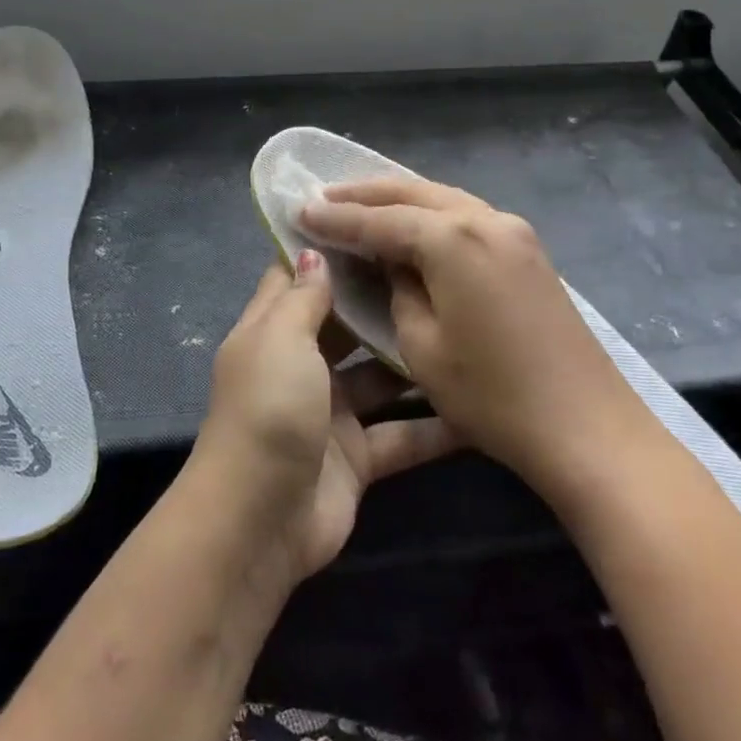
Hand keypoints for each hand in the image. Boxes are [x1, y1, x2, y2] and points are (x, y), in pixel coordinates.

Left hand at [196, 251, 457, 582]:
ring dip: (412, 360)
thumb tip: (313, 251)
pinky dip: (434, 426)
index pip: (296, 280)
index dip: (328, 252)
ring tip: (466, 326)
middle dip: (381, 301)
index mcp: (271, 332)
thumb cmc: (269, 410)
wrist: (261, 520)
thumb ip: (303, 298)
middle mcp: (300, 366)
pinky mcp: (358, 456)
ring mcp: (330, 413)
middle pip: (344, 325)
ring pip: (379, 378)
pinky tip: (479, 406)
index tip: (373, 220)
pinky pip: (401, 433)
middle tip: (437, 271)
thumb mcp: (280, 340)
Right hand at [301, 176, 635, 480]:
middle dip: (365, 194)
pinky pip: (466, 216)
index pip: (379, 221)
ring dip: (399, 199)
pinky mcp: (528, 251)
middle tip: (323, 195)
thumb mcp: (422, 345)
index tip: (300, 210)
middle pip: (413, 193)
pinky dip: (431, 213)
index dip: (337, 218)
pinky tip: (412, 224)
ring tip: (360, 203)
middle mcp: (485, 220)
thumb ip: (398, 290)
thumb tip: (394, 264)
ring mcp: (514, 232)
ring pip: (442, 198)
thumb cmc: (493, 396)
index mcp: (453, 239)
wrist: (588, 429)